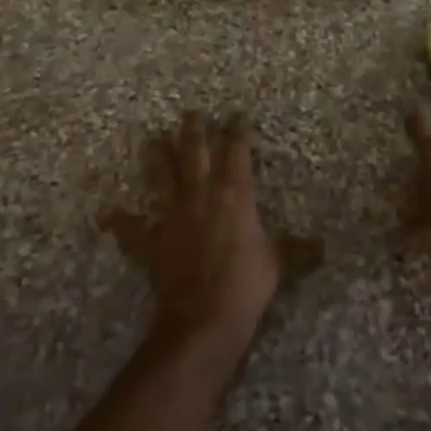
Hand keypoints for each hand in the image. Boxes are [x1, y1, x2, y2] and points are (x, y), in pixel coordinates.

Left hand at [101, 111, 285, 356]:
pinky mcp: (152, 242)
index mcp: (234, 194)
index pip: (237, 152)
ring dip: (156, 158)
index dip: (238, 131)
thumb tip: (324, 248)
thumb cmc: (246, 284)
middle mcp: (201, 195)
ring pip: (162, 177)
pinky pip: (132, 229)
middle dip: (193, 131)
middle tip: (190, 112)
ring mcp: (172, 216)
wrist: (203, 318)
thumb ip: (298, 250)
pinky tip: (106, 213)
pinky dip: (119, 221)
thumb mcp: (278, 263)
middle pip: (194, 153)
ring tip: (151, 139)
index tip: (237, 114)